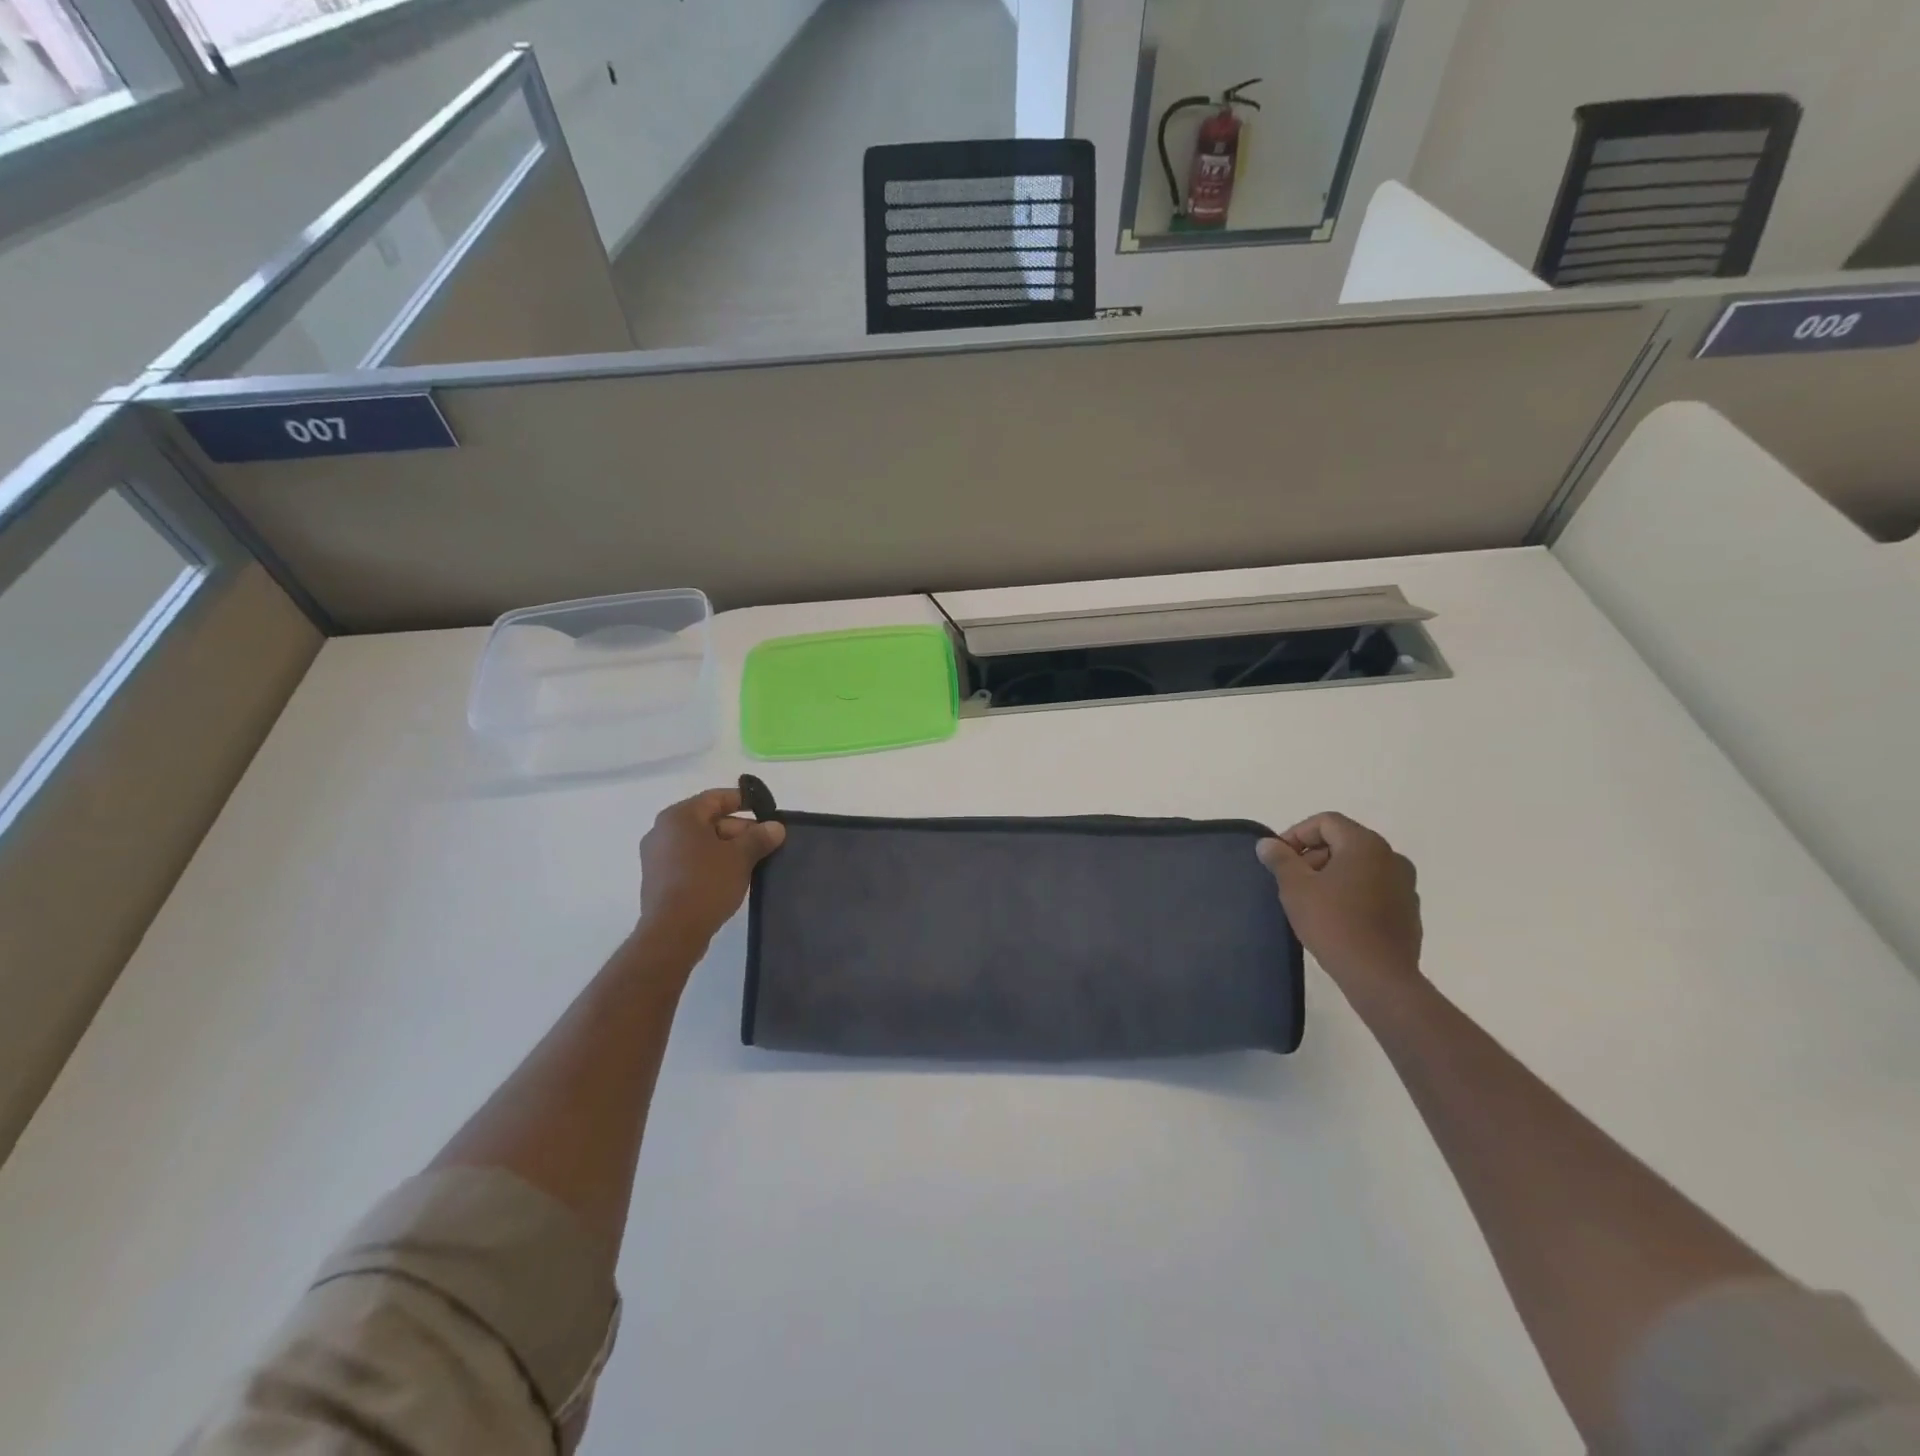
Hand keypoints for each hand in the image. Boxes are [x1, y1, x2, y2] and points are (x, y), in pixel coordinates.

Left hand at [637, 788, 785, 952]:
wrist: (672, 932)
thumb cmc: (706, 883)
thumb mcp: (740, 857)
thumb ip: (759, 837)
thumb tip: (776, 827)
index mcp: (679, 817)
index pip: (716, 798)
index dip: (743, 801)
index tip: (766, 811)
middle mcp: (662, 831)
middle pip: (708, 820)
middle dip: (739, 829)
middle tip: (765, 842)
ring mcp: (656, 856)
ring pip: (700, 842)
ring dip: (727, 848)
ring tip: (752, 861)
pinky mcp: (658, 879)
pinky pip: (689, 860)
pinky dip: (710, 862)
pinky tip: (730, 877)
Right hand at [1256, 813, 1422, 1004]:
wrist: (1379, 976)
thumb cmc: (1333, 923)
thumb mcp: (1296, 888)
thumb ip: (1281, 860)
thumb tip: (1268, 844)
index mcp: (1365, 844)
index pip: (1326, 822)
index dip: (1296, 834)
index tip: (1279, 859)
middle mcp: (1392, 857)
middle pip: (1344, 842)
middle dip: (1313, 856)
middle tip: (1291, 881)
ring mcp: (1405, 885)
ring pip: (1360, 867)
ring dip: (1332, 875)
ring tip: (1311, 901)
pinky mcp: (1409, 911)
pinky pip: (1374, 889)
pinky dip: (1352, 893)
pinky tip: (1336, 918)